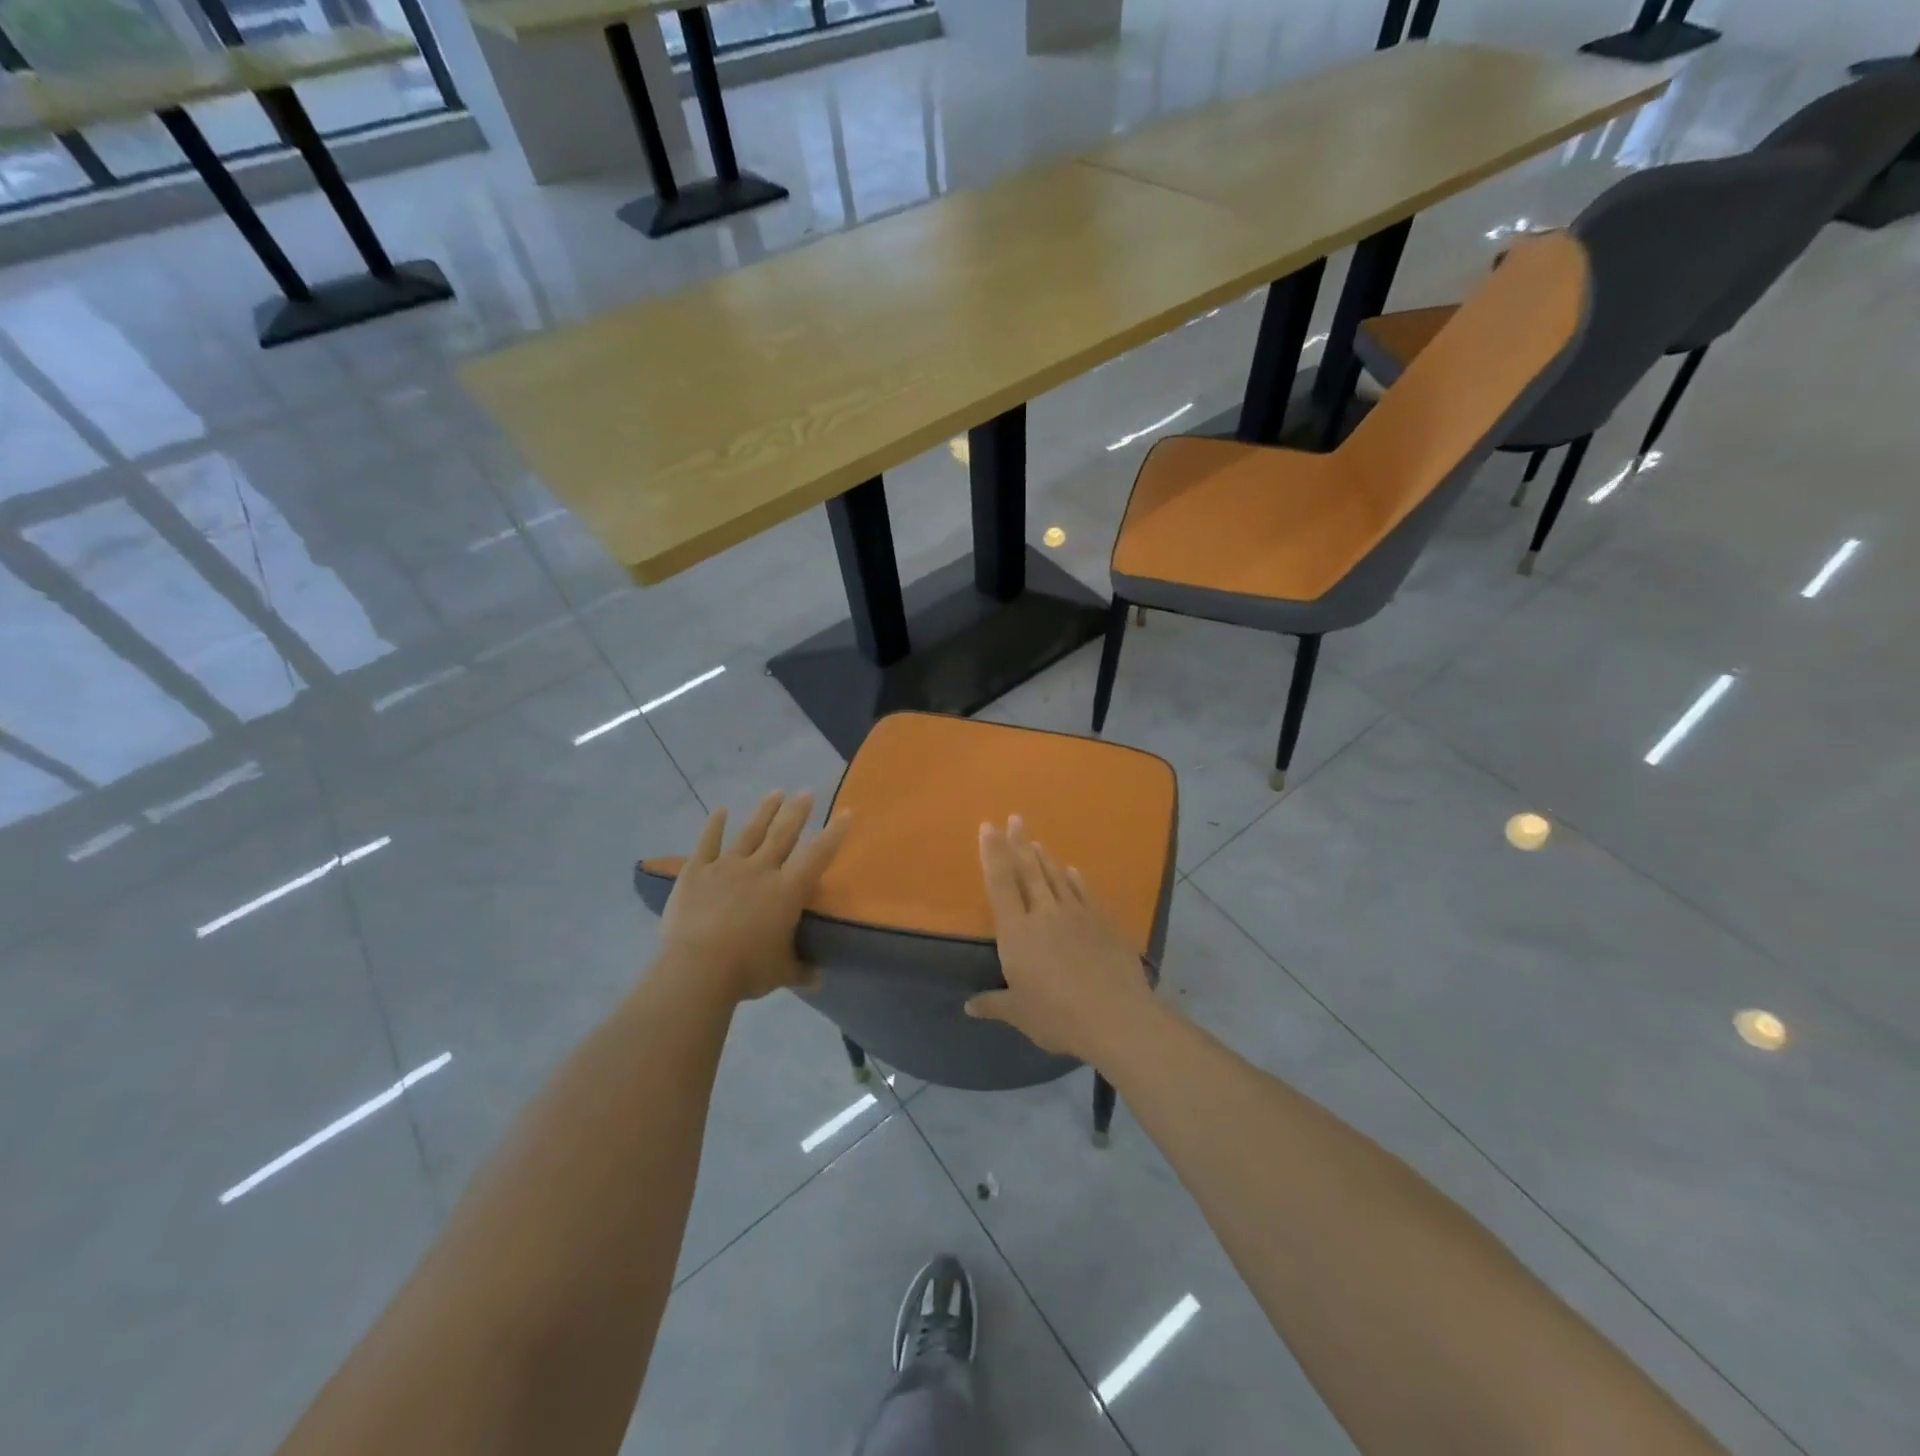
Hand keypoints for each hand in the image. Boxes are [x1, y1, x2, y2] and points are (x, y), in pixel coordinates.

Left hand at [656, 791, 848, 1003]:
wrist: (698, 968)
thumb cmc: (747, 969)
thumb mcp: (782, 972)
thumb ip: (801, 970)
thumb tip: (818, 978)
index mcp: (788, 890)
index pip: (818, 855)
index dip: (834, 833)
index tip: (847, 812)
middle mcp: (761, 870)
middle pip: (783, 834)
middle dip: (797, 812)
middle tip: (807, 793)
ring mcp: (727, 867)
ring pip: (750, 832)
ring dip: (765, 811)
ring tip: (776, 792)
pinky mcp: (696, 872)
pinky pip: (707, 843)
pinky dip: (714, 825)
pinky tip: (721, 810)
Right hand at [964, 816, 1156, 1064]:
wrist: (1116, 1017)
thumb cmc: (1058, 1017)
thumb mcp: (1020, 1014)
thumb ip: (994, 1004)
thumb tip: (969, 1005)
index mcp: (1017, 932)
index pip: (1000, 883)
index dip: (992, 853)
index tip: (988, 827)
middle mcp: (1044, 914)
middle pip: (1028, 871)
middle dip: (1019, 843)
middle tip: (1015, 818)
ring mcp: (1077, 914)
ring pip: (1057, 878)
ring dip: (1045, 859)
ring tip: (1037, 842)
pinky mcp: (1103, 922)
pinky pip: (1085, 893)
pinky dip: (1076, 880)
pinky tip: (1073, 871)